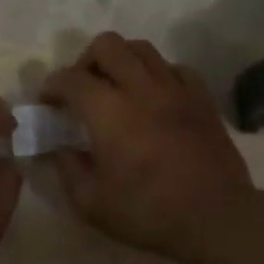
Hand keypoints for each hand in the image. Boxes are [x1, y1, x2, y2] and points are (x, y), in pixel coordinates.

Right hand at [42, 32, 257, 262]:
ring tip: (117, 87)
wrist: (215, 218)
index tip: (47, 102)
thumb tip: (60, 148)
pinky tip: (155, 96)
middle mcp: (140, 88)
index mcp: (108, 111)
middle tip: (83, 89)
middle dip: (86, 61)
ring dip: (121, 60)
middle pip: (107, 45)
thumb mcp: (91, 203)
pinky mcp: (202, 98)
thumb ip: (68, 169)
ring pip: (142, 49)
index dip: (52, 86)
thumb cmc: (148, 212)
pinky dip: (158, 74)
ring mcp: (175, 89)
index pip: (71, 79)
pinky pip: (175, 68)